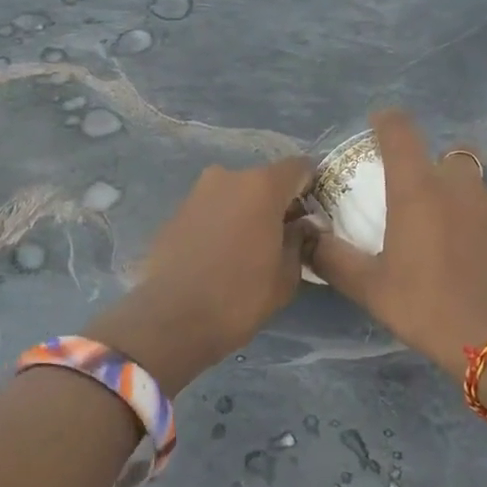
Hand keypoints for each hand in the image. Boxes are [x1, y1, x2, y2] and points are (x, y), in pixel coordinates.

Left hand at [89, 156, 314, 390]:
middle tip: (282, 234)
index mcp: (261, 185)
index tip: (313, 212)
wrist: (174, 320)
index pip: (299, 167)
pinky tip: (220, 256)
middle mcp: (227, 177)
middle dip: (275, 202)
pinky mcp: (174, 215)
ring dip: (245, 213)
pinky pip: (209, 212)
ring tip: (249, 248)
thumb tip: (301, 226)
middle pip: (263, 181)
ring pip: (233, 195)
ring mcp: (196, 194)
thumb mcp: (288, 274)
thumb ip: (299, 240)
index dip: (311, 186)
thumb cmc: (242, 295)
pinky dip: (220, 225)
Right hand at [308, 109, 486, 371]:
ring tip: (461, 244)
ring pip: (480, 188)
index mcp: (418, 190)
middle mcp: (462, 184)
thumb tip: (306, 236)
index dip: (387, 122)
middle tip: (426, 208)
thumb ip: (332, 257)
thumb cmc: (425, 308)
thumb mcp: (369, 288)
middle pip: (449, 156)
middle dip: (436, 172)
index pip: (400, 130)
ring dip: (467, 204)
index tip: (380, 127)